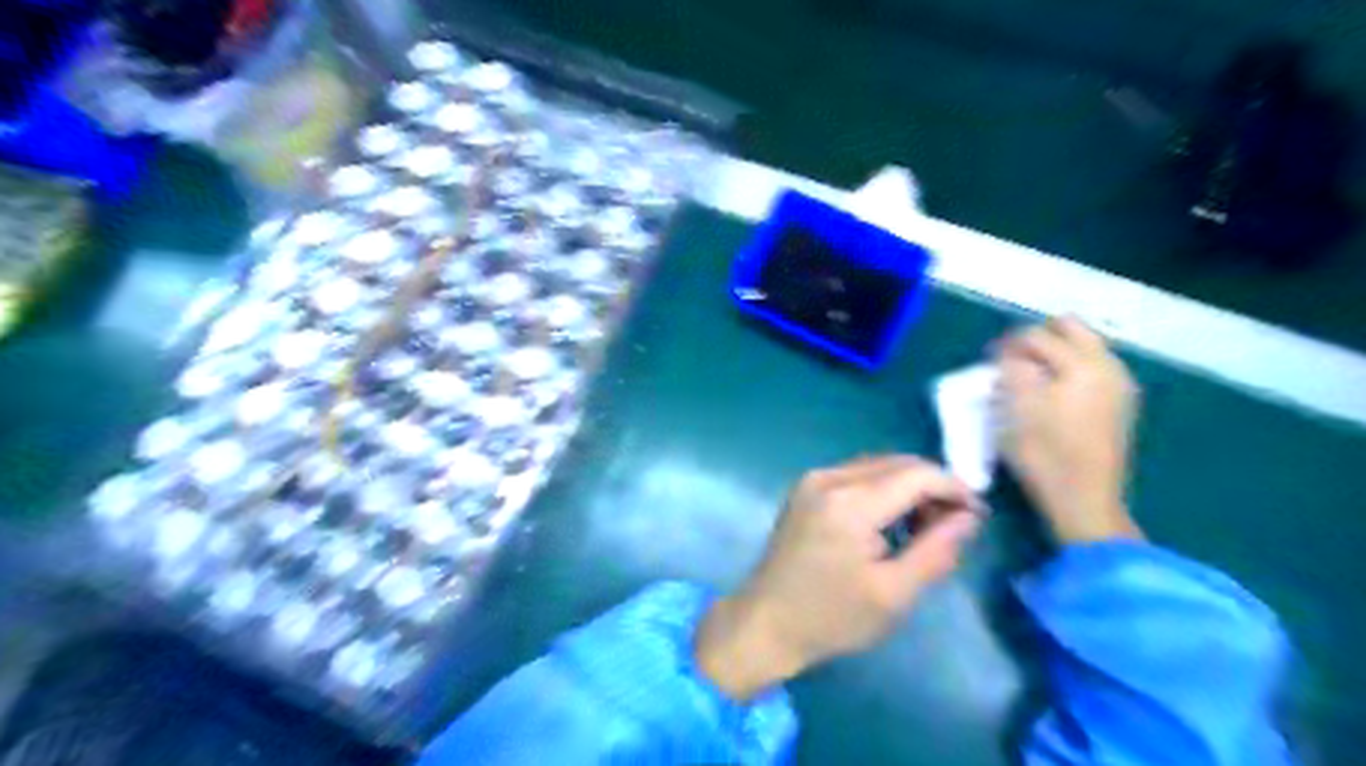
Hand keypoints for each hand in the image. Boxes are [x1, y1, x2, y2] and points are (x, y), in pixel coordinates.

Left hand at [696, 455, 982, 699]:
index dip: (954, 488)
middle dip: (933, 486)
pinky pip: (856, 474)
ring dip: (908, 486)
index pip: (917, 475)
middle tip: (953, 524)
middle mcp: (829, 478)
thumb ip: (936, 549)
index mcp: (850, 503)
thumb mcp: (894, 593)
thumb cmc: (831, 617)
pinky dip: (883, 489)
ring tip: (925, 526)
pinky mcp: (806, 487)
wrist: (766, 622)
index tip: (978, 515)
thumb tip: (969, 517)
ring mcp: (813, 479)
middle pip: (898, 463)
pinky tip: (891, 520)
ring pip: (878, 465)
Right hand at [1002, 315, 1144, 545]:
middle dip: (1037, 338)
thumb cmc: (1043, 453)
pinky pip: (1091, 367)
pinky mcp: (1119, 403)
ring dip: (1053, 353)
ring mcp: (1118, 385)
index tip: (988, 359)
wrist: (1084, 499)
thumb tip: (1010, 355)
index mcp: (1082, 364)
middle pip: (1070, 328)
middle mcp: (1108, 366)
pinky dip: (1068, 368)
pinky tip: (1050, 391)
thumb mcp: (1015, 408)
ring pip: (1084, 346)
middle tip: (1010, 359)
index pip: (1037, 336)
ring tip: (1026, 376)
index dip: (1007, 344)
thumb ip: (1011, 370)